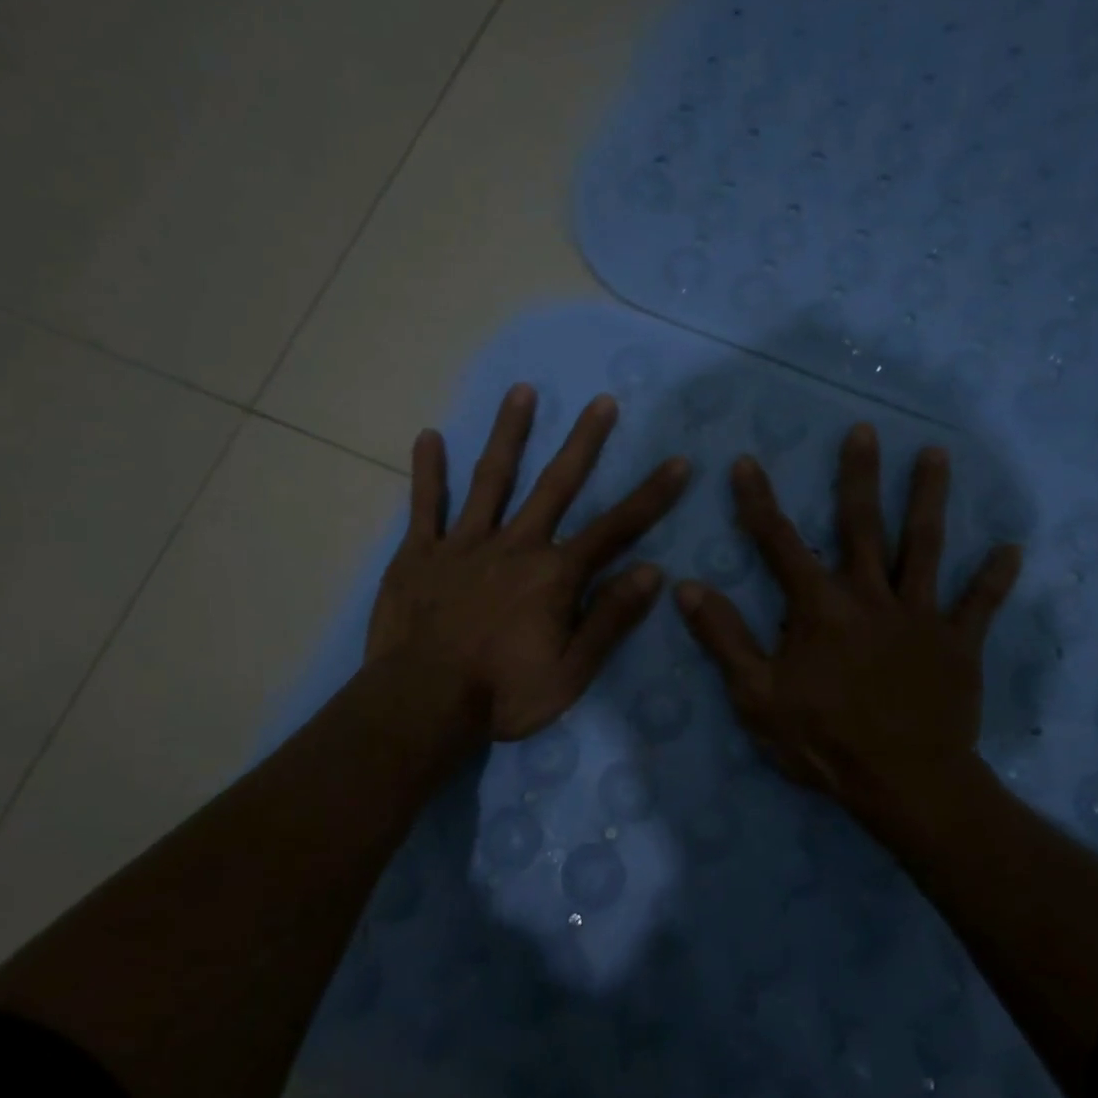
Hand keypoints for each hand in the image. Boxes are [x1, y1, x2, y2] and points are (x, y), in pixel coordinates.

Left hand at [366, 384, 689, 741]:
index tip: (677, 462)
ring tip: (523, 391)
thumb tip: (653, 572)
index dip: (651, 496)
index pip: (615, 529)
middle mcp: (515, 545)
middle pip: (556, 485)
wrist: (421, 706)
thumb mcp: (571, 671)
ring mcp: (464, 544)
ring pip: (491, 478)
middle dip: (583, 442)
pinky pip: (425, 505)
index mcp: (554, 575)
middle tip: (602, 401)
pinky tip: (428, 436)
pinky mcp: (420, 554)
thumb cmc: (502, 694)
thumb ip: (610, 619)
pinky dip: (428, 471)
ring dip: (510, 434)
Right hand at [674, 424, 1020, 828]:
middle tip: (864, 430)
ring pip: (924, 547)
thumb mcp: (756, 696)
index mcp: (820, 608)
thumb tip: (687, 587)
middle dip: (859, 476)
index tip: (746, 463)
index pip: (780, 544)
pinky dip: (995, 578)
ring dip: (930, 499)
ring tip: (936, 454)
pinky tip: (1013, 549)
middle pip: (863, 526)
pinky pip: (980, 605)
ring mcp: (920, 616)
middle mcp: (871, 597)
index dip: (759, 503)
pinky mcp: (958, 643)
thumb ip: (724, 638)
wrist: (905, 783)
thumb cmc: (823, 741)